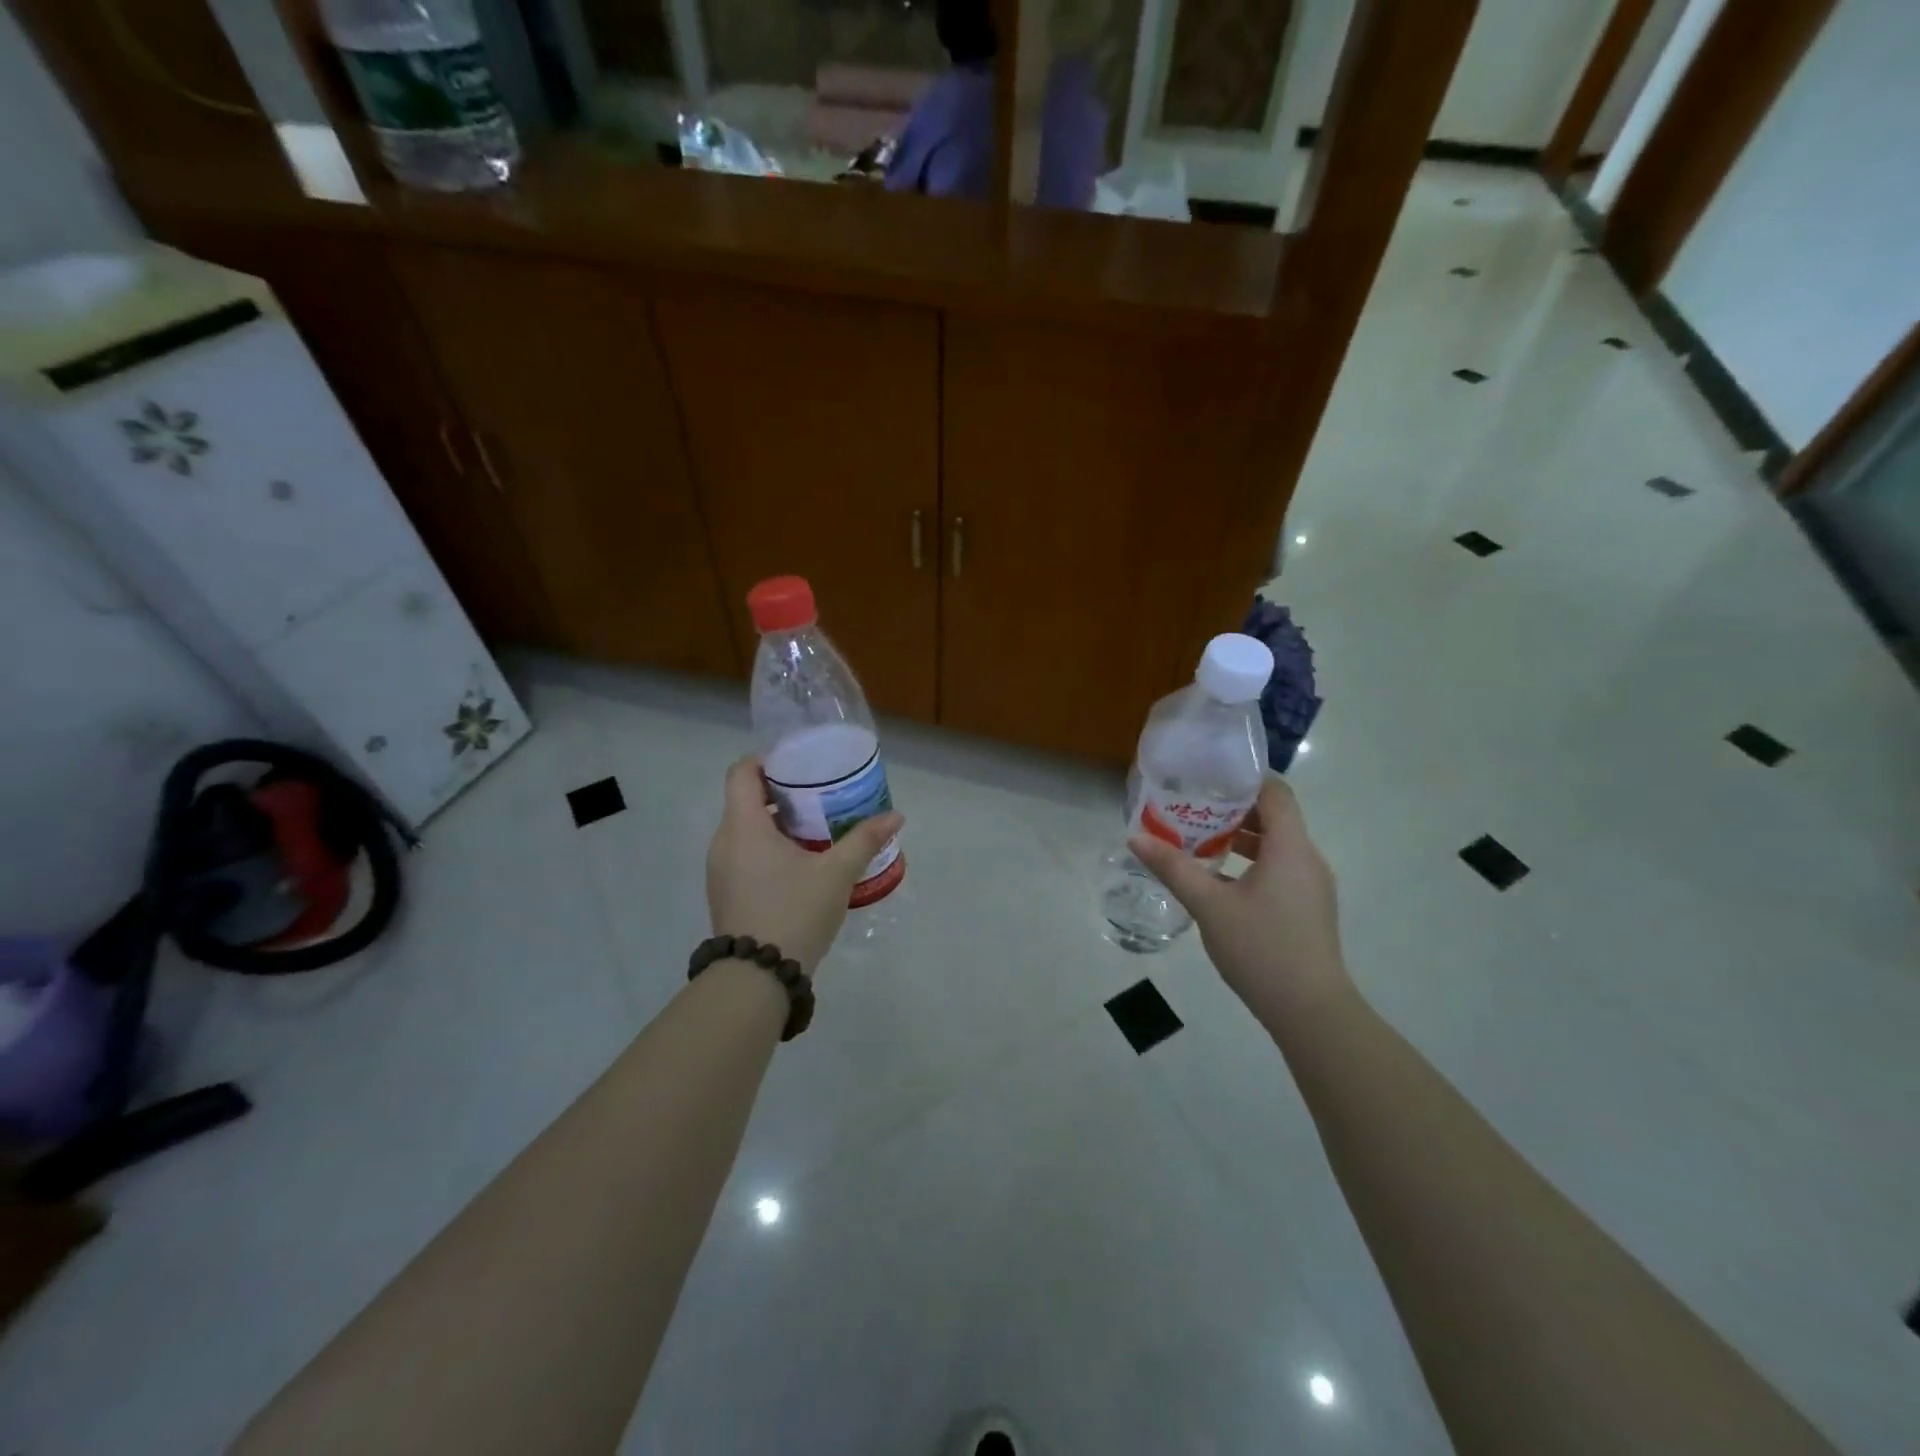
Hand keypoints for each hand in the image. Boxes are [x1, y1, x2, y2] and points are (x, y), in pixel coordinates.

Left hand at [706, 756, 903, 975]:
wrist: (757, 977)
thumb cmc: (794, 912)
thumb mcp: (836, 874)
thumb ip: (864, 839)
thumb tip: (895, 816)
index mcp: (743, 826)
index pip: (741, 772)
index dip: (767, 759)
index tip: (800, 763)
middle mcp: (724, 842)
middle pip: (745, 799)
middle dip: (781, 792)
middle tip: (819, 794)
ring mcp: (720, 870)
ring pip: (745, 829)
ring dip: (776, 823)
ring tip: (816, 828)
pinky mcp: (725, 893)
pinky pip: (744, 854)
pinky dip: (768, 848)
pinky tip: (801, 864)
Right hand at [1130, 777, 1351, 1024]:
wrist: (1311, 1011)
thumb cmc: (1261, 948)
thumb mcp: (1209, 906)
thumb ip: (1173, 868)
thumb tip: (1135, 839)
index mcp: (1290, 847)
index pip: (1275, 792)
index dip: (1244, 778)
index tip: (1207, 776)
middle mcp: (1307, 858)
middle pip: (1274, 816)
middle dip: (1232, 809)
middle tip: (1191, 807)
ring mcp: (1311, 884)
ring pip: (1276, 844)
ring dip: (1240, 837)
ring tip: (1198, 840)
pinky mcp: (1308, 906)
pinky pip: (1279, 867)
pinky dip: (1251, 862)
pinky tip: (1219, 879)